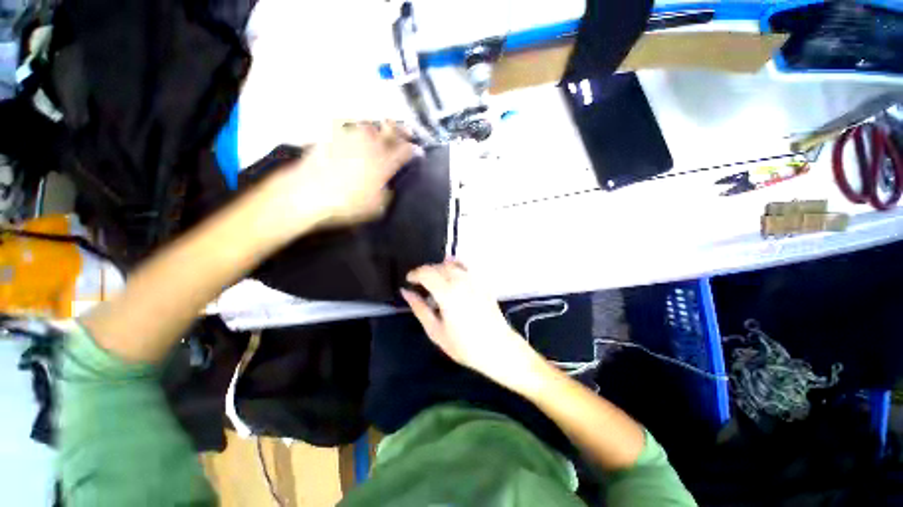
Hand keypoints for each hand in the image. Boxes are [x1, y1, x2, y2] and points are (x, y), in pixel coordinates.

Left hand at [263, 121, 416, 233]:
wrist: (308, 194)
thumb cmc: (346, 205)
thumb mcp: (376, 206)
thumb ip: (386, 193)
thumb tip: (387, 186)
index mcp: (383, 164)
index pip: (405, 151)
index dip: (414, 150)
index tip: (418, 151)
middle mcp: (370, 146)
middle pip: (391, 130)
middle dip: (402, 130)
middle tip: (408, 132)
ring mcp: (350, 137)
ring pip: (371, 123)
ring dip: (381, 126)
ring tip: (385, 128)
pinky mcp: (332, 135)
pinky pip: (346, 122)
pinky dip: (355, 123)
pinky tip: (357, 127)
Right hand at [402, 261, 545, 393]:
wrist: (498, 348)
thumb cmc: (464, 345)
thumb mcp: (436, 331)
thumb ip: (419, 309)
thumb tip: (406, 292)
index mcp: (447, 293)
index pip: (426, 273)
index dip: (414, 273)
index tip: (409, 280)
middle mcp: (460, 281)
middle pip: (438, 266)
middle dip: (426, 271)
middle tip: (419, 284)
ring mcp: (474, 280)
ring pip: (452, 264)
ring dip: (439, 268)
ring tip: (434, 280)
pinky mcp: (482, 283)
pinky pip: (466, 267)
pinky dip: (455, 266)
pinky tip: (452, 275)